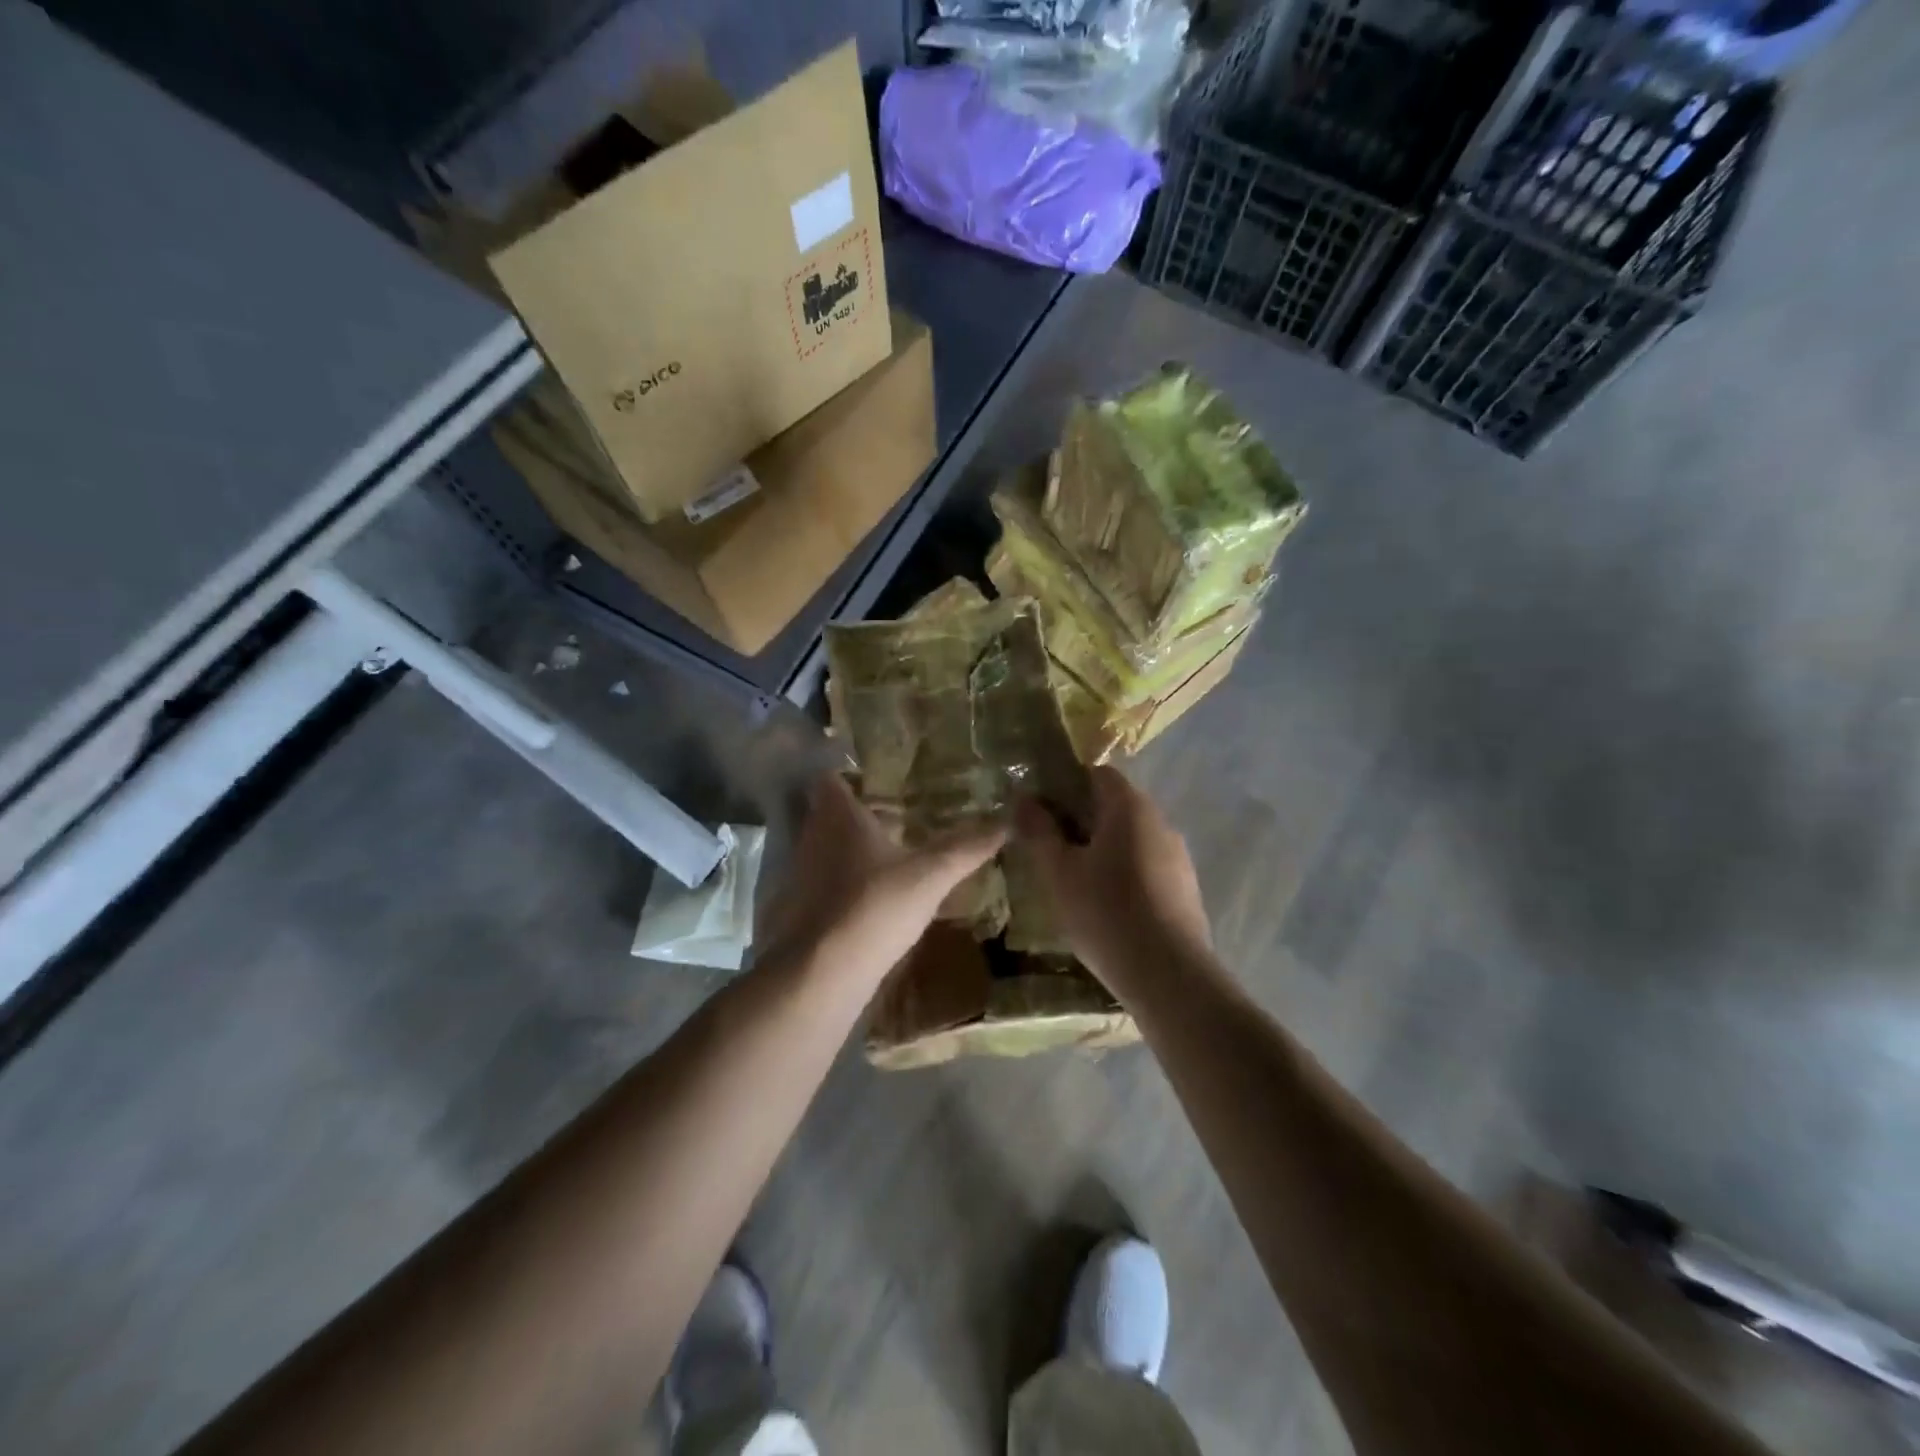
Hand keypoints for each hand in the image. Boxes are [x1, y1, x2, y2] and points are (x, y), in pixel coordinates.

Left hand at [758, 773, 1005, 985]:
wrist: (822, 973)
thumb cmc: (875, 906)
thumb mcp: (931, 876)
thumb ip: (966, 848)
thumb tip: (1008, 821)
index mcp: (839, 816)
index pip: (831, 780)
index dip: (850, 777)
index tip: (878, 781)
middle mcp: (812, 837)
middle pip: (828, 815)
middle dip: (857, 814)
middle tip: (895, 816)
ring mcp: (800, 875)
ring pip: (825, 850)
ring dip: (850, 850)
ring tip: (888, 855)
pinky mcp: (798, 911)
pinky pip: (822, 884)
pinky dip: (842, 885)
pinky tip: (871, 898)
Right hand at [1014, 766, 1211, 992]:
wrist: (1169, 974)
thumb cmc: (1106, 912)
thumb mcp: (1059, 873)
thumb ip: (1039, 832)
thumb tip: (1023, 799)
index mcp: (1129, 807)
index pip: (1098, 773)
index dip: (1067, 784)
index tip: (1042, 809)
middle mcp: (1160, 821)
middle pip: (1116, 805)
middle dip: (1082, 819)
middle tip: (1051, 847)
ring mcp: (1178, 856)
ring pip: (1132, 837)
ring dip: (1104, 847)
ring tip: (1075, 878)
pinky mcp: (1186, 887)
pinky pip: (1148, 864)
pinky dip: (1125, 871)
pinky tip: (1107, 904)